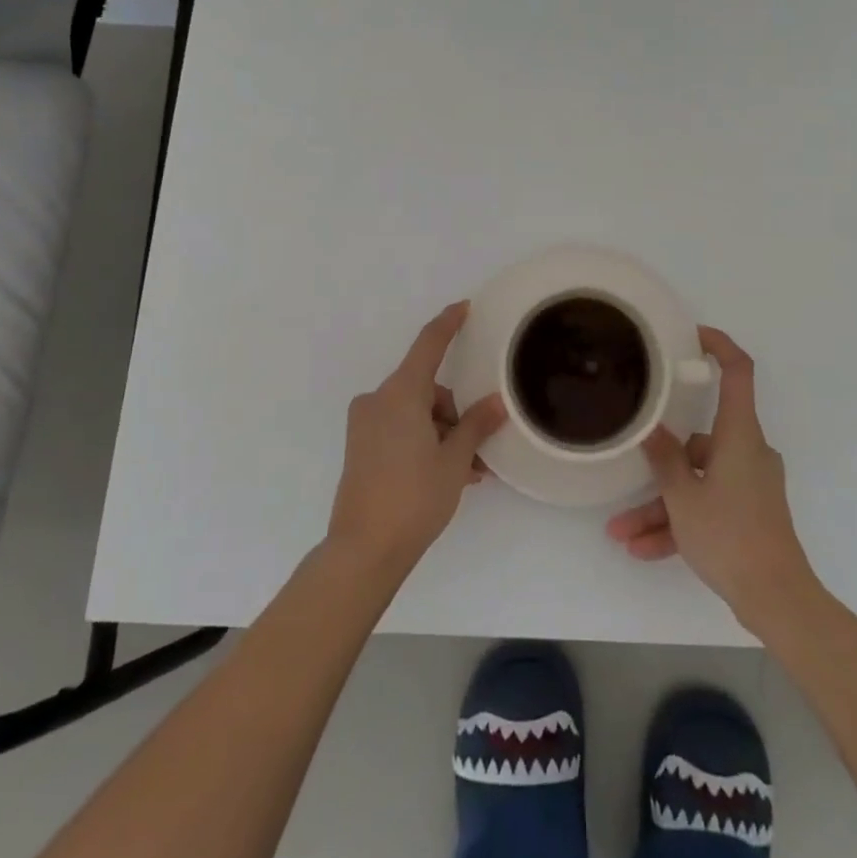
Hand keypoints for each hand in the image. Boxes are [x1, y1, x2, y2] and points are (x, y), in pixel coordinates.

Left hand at [326, 303, 507, 580]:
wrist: (363, 550)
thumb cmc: (414, 497)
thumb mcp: (454, 459)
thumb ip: (476, 424)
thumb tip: (497, 403)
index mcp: (400, 394)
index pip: (429, 344)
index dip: (448, 323)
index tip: (464, 307)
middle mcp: (378, 400)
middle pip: (426, 389)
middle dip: (454, 413)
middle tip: (476, 451)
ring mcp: (365, 424)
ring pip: (415, 413)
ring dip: (441, 434)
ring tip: (466, 472)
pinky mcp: (360, 447)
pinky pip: (399, 429)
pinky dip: (422, 442)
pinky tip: (444, 475)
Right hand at [605, 327, 819, 630]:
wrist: (778, 600)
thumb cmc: (731, 536)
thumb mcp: (684, 498)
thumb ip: (664, 460)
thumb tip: (651, 428)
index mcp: (740, 435)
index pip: (738, 372)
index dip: (719, 346)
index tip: (693, 335)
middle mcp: (748, 451)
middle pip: (698, 443)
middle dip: (659, 467)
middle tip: (625, 481)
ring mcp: (750, 483)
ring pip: (697, 482)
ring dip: (662, 507)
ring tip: (622, 535)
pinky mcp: (749, 512)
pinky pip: (708, 506)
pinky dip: (680, 523)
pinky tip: (644, 551)